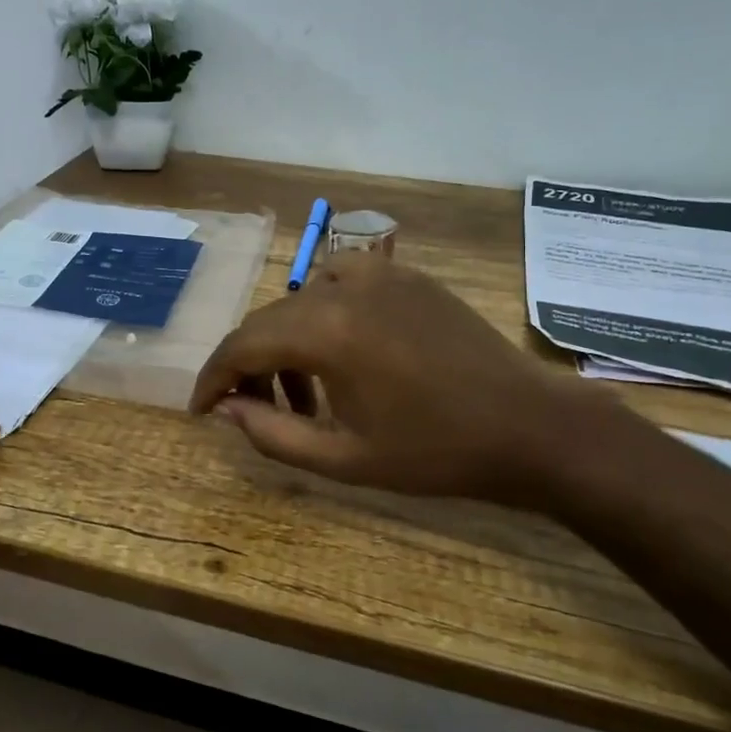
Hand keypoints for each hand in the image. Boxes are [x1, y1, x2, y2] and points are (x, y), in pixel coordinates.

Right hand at [189, 254, 623, 505]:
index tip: (202, 410)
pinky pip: (340, 283)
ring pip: (301, 302)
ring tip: (304, 393)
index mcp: (325, 331)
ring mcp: (379, 273)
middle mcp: (343, 287)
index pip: (242, 346)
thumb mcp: (343, 458)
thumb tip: (226, 409)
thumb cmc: (435, 452)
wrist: (529, 426)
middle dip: (248, 366)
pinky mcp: (406, 276)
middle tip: (252, 410)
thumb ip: (271, 433)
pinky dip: (322, 315)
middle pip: (268, 321)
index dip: (213, 378)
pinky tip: (342, 350)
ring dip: (286, 343)